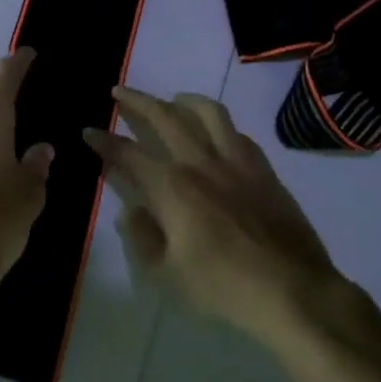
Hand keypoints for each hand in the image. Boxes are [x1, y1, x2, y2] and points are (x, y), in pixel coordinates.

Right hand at [84, 88, 343, 347]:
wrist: (292, 290)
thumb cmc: (223, 287)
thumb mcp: (166, 275)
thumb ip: (141, 238)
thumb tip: (130, 211)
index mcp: (171, 187)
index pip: (128, 153)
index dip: (104, 141)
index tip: (88, 130)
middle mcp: (200, 162)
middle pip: (164, 116)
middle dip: (137, 100)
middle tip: (119, 91)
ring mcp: (235, 161)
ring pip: (207, 112)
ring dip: (183, 100)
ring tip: (171, 100)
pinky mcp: (263, 169)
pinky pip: (237, 133)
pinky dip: (219, 126)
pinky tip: (215, 134)